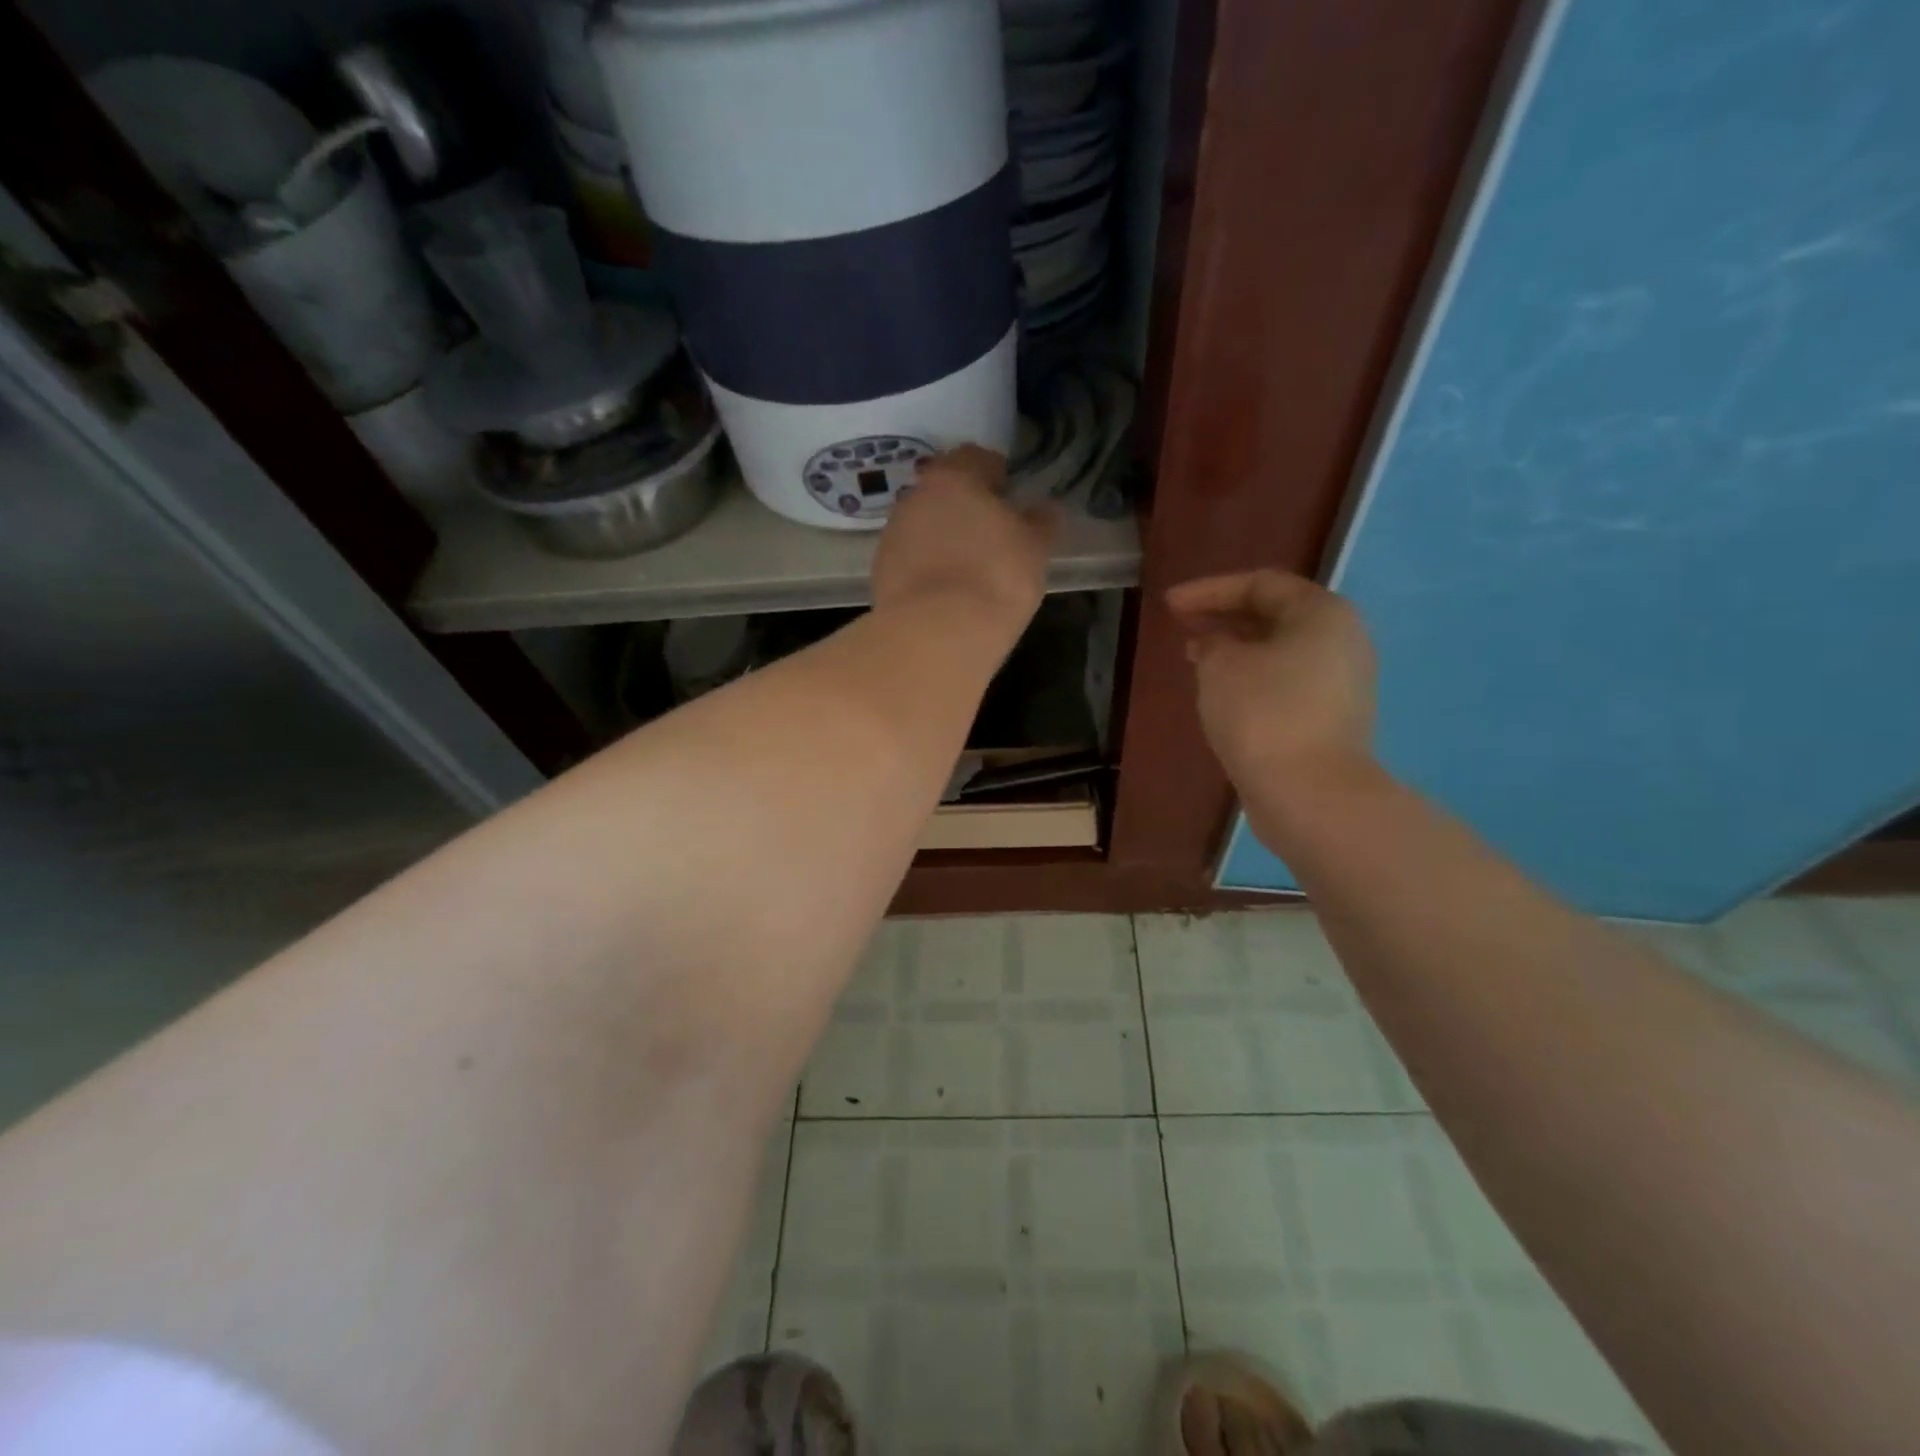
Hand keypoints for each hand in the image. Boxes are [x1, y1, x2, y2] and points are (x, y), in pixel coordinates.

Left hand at [872, 445, 1055, 630]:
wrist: (936, 634)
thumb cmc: (996, 578)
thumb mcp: (1034, 549)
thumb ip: (1040, 522)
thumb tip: (1042, 509)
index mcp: (954, 478)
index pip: (976, 458)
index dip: (996, 474)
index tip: (1009, 495)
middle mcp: (916, 497)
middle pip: (944, 491)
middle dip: (965, 506)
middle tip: (990, 533)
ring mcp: (892, 534)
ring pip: (923, 525)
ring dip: (943, 537)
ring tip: (967, 567)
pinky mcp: (880, 571)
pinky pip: (910, 558)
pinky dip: (926, 566)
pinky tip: (944, 591)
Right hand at [1166, 570, 1377, 790]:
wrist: (1310, 793)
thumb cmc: (1264, 714)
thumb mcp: (1221, 666)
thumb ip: (1212, 642)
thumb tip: (1215, 644)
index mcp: (1322, 614)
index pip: (1261, 584)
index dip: (1210, 590)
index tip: (1169, 604)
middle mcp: (1342, 640)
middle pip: (1276, 614)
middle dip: (1225, 617)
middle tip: (1183, 625)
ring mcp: (1341, 682)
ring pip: (1280, 651)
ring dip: (1236, 649)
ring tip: (1196, 657)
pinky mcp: (1331, 718)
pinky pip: (1286, 682)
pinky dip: (1252, 677)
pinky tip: (1222, 691)